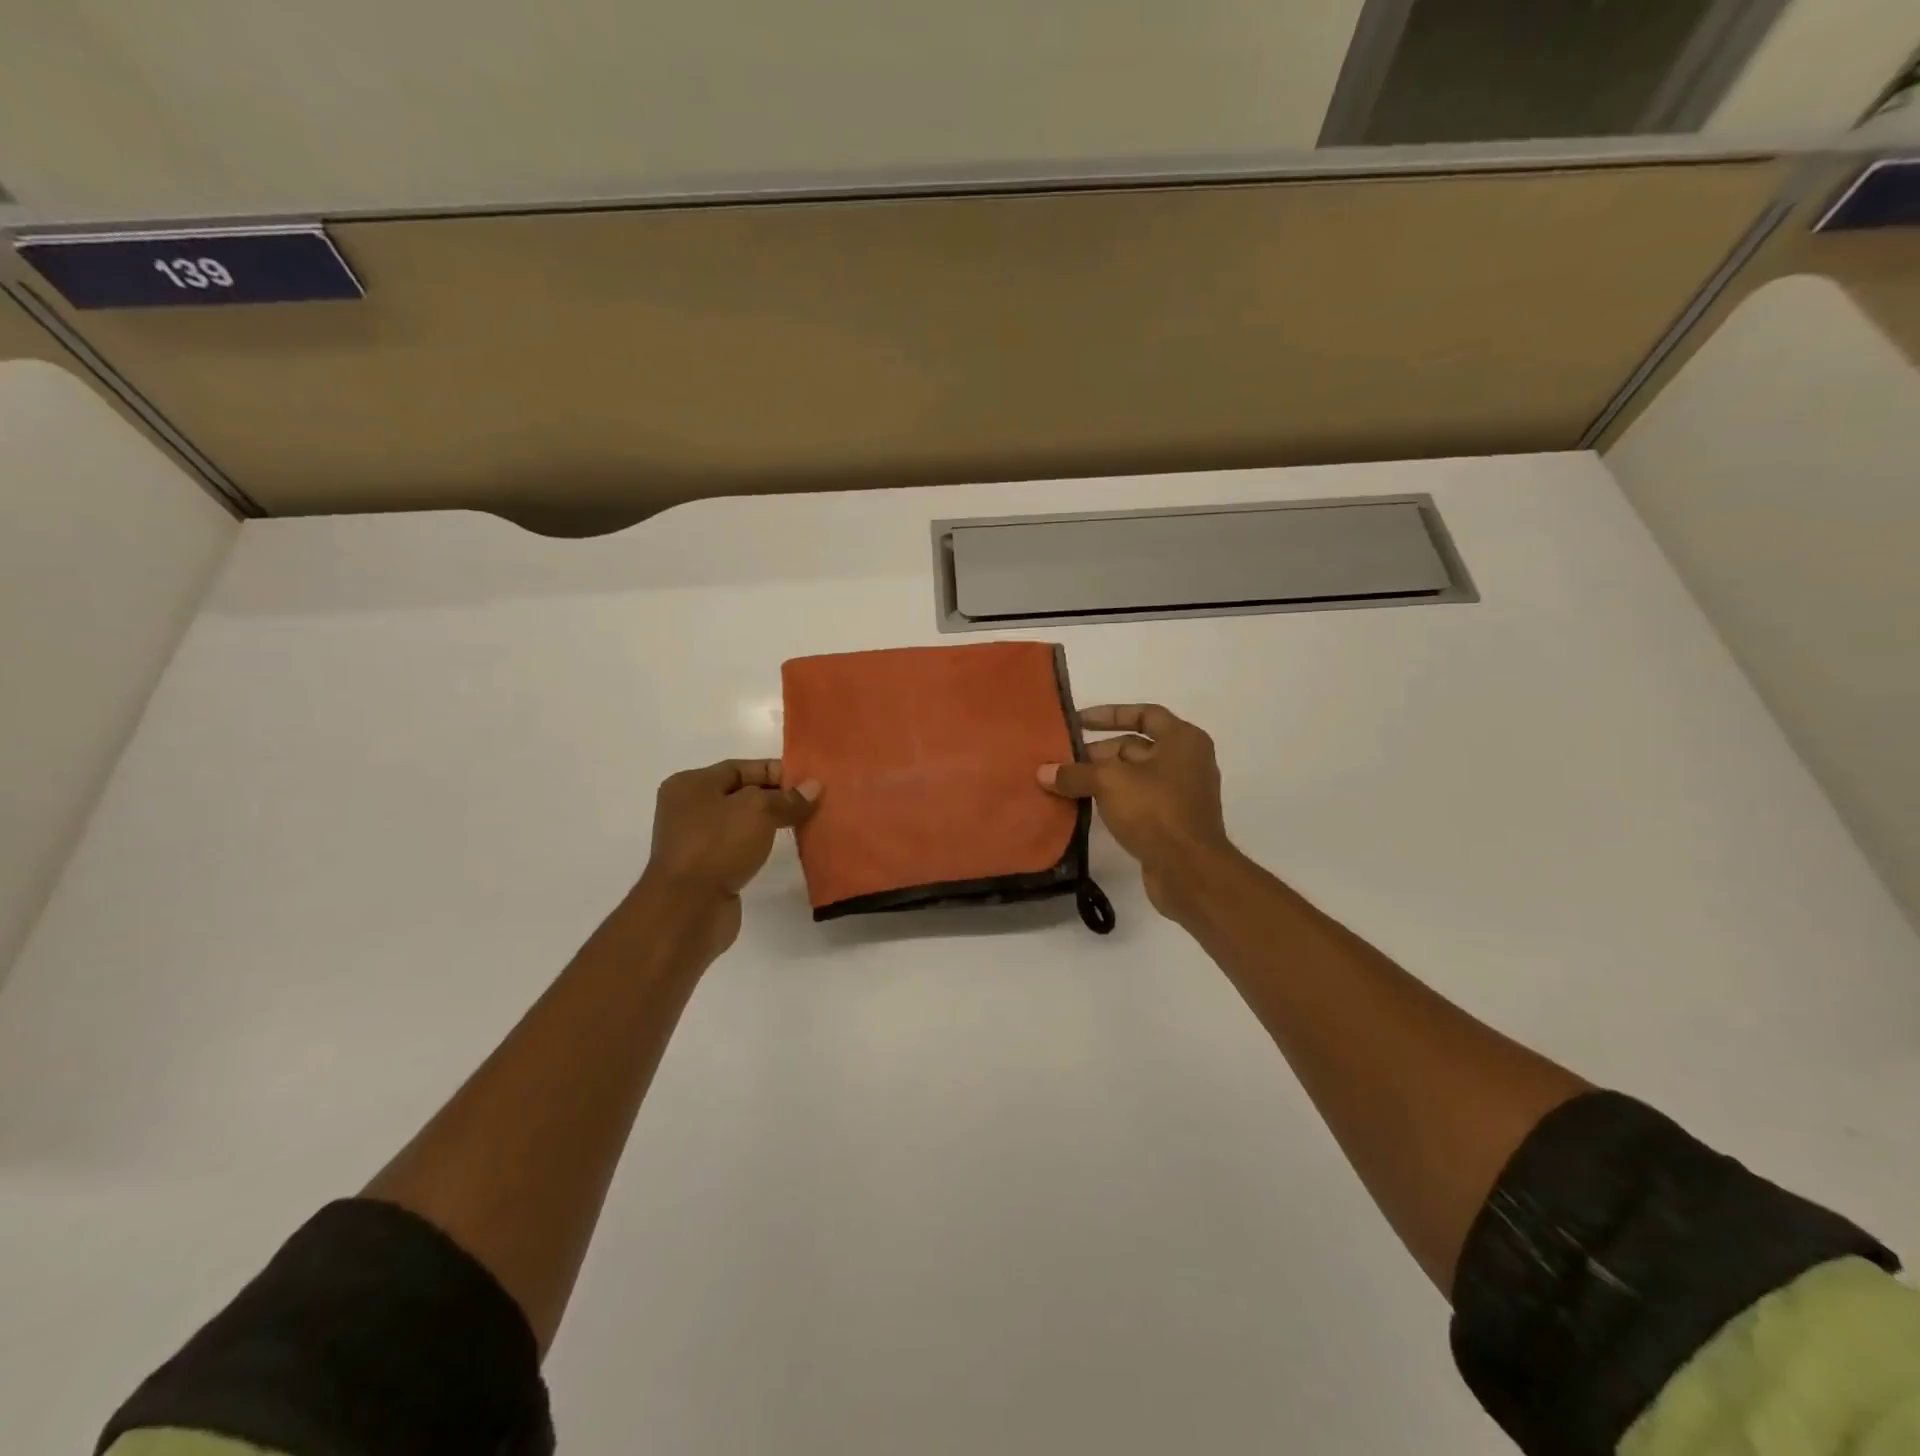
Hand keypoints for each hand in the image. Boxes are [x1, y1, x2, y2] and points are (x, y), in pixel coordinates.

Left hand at [637, 759, 819, 954]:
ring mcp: (695, 841)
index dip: (776, 771)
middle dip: (777, 797)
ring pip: (742, 822)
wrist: (687, 909)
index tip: (810, 781)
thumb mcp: (759, 810)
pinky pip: (740, 847)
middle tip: (813, 802)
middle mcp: (688, 809)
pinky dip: (761, 845)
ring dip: (771, 822)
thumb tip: (814, 787)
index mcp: (691, 784)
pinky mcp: (706, 869)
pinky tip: (783, 848)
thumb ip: (788, 798)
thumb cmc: (717, 846)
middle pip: (741, 794)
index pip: (740, 768)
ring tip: (805, 823)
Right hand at [1039, 704, 1239, 920]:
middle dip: (1098, 752)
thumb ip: (1075, 773)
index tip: (1077, 722)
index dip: (1109, 715)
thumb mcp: (1109, 782)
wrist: (1189, 870)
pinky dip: (1113, 799)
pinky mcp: (1172, 821)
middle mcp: (1186, 761)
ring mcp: (1181, 793)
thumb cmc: (1155, 810)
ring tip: (1065, 783)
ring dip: (1102, 778)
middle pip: (1135, 747)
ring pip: (1134, 776)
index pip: (1144, 714)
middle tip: (1062, 760)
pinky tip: (1084, 806)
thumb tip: (1043, 772)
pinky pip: (1137, 800)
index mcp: (1182, 740)